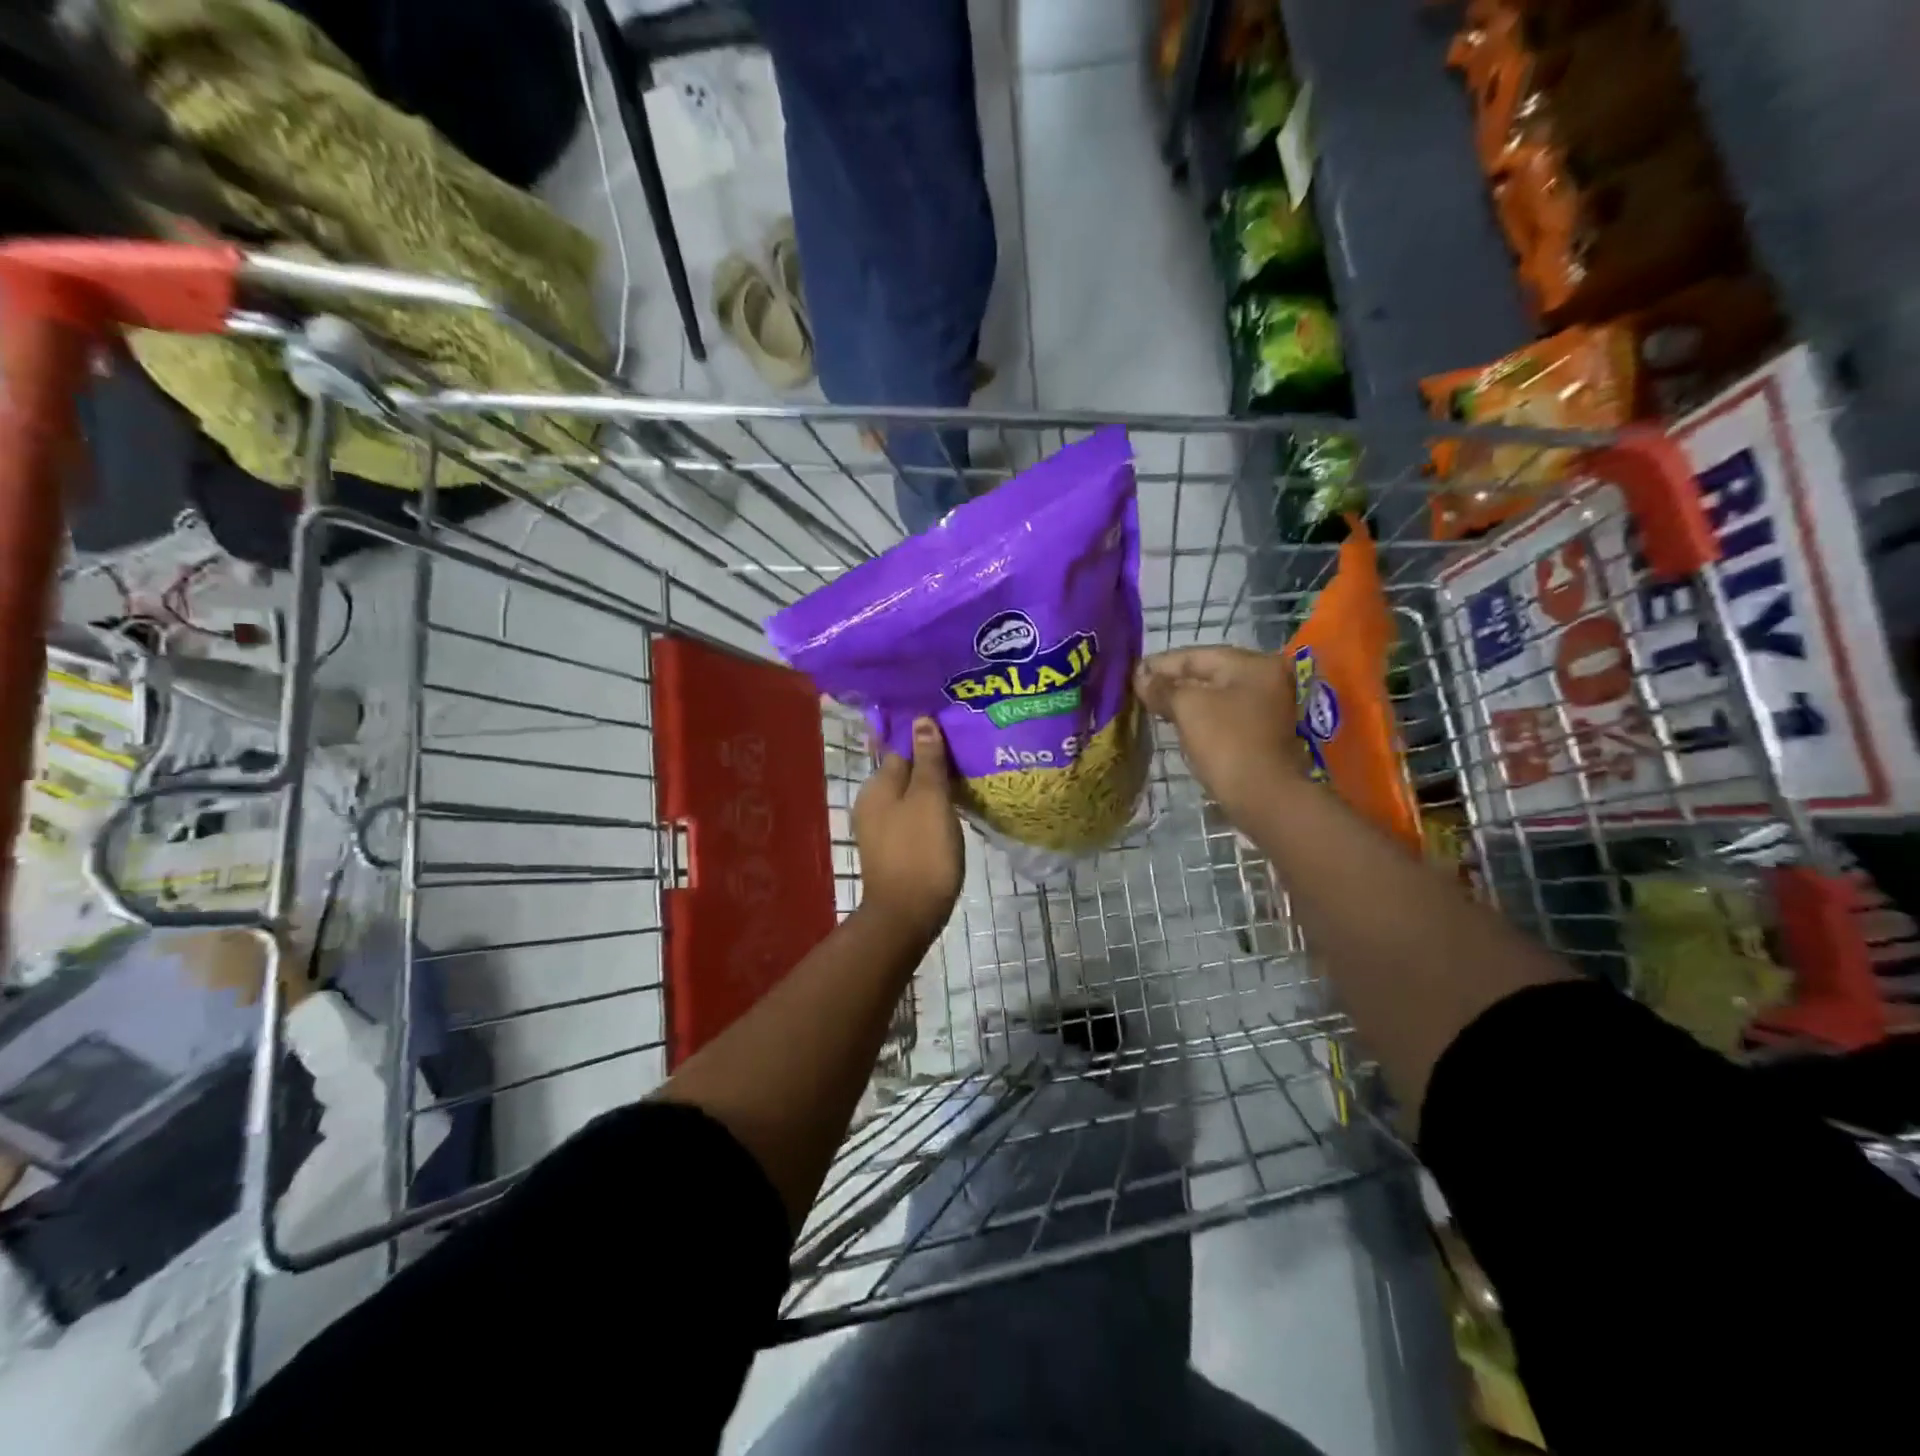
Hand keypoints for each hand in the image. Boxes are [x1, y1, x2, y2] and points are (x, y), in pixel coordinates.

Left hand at [853, 717, 963, 938]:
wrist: (906, 915)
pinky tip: (951, 811)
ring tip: (965, 779)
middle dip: (932, 762)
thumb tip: (921, 719)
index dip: (928, 737)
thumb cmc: (921, 852)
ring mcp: (880, 827)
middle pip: (905, 771)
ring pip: (910, 795)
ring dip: (933, 787)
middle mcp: (872, 802)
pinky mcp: (892, 848)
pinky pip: (912, 816)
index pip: (902, 747)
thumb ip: (927, 759)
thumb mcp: (930, 799)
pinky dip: (930, 810)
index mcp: (878, 784)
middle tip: (967, 753)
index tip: (956, 731)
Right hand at [1135, 646, 1299, 820]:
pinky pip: (1222, 713)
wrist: (1264, 797)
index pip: (1195, 656)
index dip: (1160, 664)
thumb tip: (1140, 676)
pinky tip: (1176, 721)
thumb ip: (1162, 687)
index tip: (1131, 672)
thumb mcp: (1188, 708)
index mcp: (1252, 664)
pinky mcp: (1261, 731)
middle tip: (1139, 689)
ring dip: (1183, 699)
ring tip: (1152, 705)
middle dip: (1172, 681)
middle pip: (1207, 673)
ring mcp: (1266, 705)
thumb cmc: (1226, 743)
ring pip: (1214, 694)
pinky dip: (1199, 715)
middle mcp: (1265, 678)